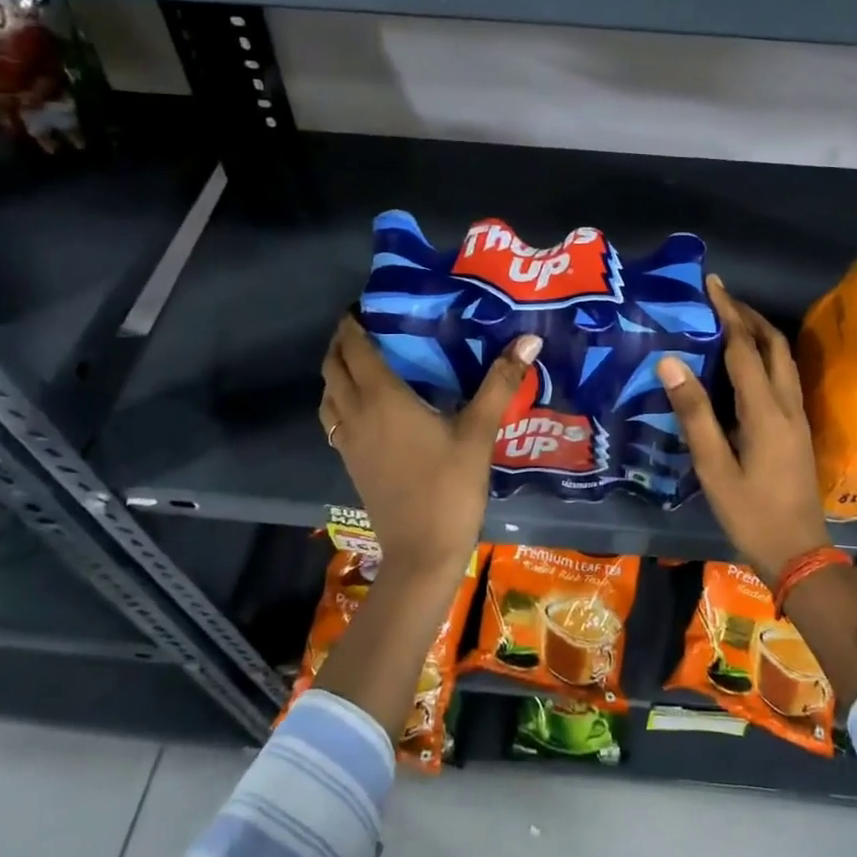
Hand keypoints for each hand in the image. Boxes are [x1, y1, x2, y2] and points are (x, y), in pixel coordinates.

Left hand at [320, 315, 540, 578]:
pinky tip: (367, 404)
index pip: (355, 348)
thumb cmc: (450, 488)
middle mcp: (356, 414)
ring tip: (362, 360)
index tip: (366, 304)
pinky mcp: (351, 462)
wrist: (421, 553)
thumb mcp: (478, 433)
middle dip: (341, 341)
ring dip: (336, 370)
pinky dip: (339, 398)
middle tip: (366, 325)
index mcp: (382, 399)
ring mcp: (348, 441)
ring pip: (328, 394)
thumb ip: (500, 383)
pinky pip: (333, 418)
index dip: (353, 323)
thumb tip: (528, 339)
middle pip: (333, 367)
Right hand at [656, 276, 829, 580]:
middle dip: (749, 315)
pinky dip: (765, 356)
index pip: (745, 348)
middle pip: (774, 345)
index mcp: (765, 411)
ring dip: (760, 333)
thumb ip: (694, 413)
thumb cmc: (751, 513)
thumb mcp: (713, 467)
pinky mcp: (798, 429)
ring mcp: (798, 417)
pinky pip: (784, 377)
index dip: (727, 312)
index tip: (711, 283)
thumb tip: (670, 362)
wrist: (800, 553)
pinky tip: (746, 364)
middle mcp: (787, 405)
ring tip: (730, 322)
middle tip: (719, 299)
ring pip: (784, 360)